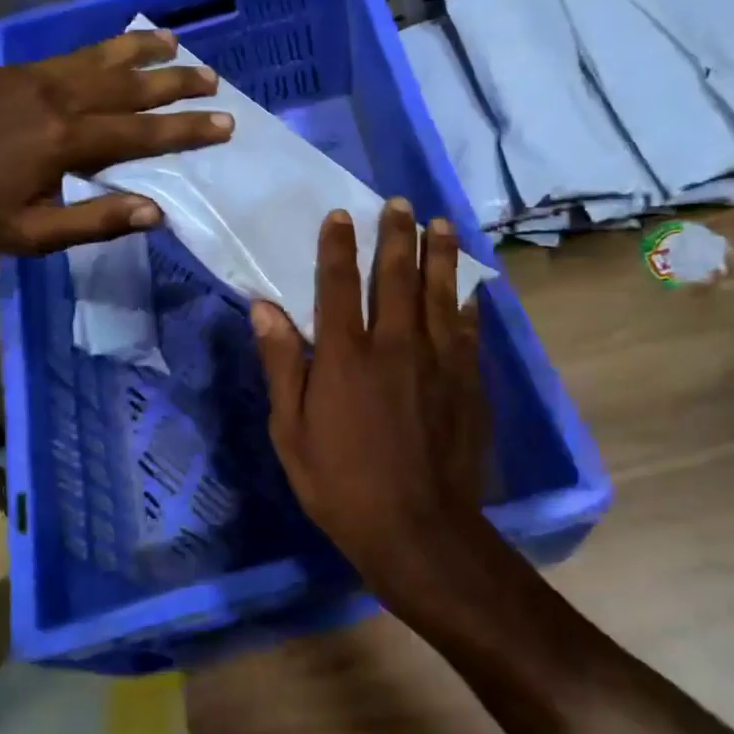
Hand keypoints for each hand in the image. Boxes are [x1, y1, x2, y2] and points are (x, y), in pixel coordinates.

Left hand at [0, 28, 229, 257]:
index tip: (225, 122)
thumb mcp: (29, 235)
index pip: (143, 134)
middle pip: (131, 87)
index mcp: (68, 143)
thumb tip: (155, 212)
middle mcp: (60, 100)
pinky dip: (101, 48)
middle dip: (176, 83)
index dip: (187, 129)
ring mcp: (34, 79)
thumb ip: (94, 221)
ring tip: (175, 42)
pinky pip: (69, 54)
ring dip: (142, 52)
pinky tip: (113, 47)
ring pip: (102, 59)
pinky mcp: (12, 71)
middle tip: (212, 78)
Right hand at [250, 199, 488, 598]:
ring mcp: (438, 361)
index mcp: (345, 356)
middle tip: (399, 204)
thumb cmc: (341, 485)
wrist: (418, 529)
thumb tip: (264, 308)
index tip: (340, 215)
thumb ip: (282, 364)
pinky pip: (468, 329)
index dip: (337, 246)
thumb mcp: (291, 432)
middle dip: (396, 235)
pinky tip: (469, 286)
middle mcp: (394, 345)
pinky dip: (467, 301)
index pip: (339, 285)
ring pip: (439, 292)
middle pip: (396, 276)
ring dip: (437, 254)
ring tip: (439, 224)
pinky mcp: (468, 381)